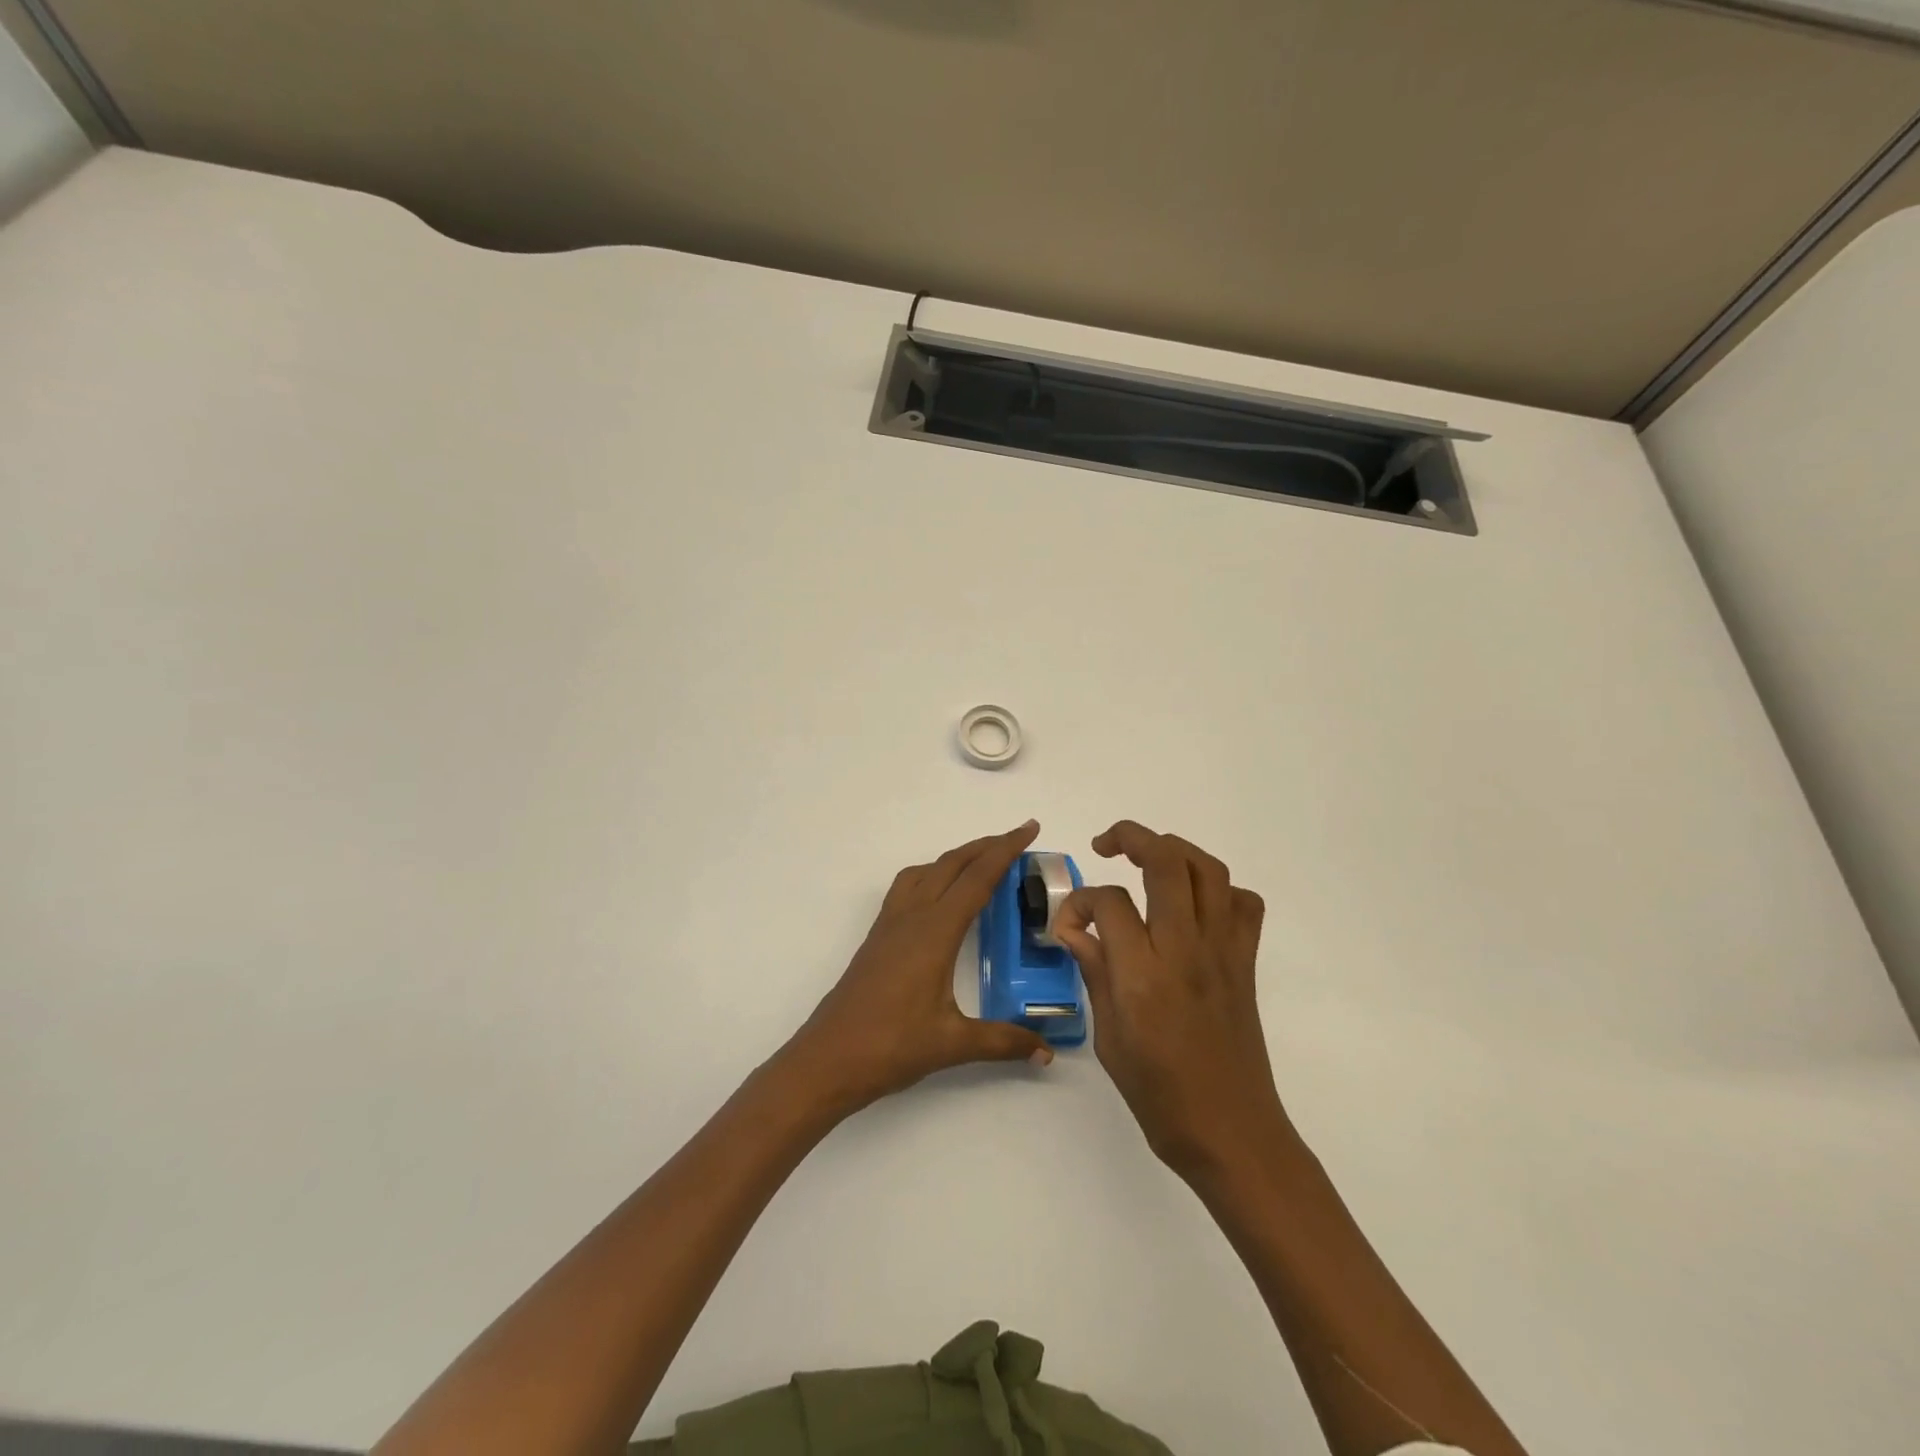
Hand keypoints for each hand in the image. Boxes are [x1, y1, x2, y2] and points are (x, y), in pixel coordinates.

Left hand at [780, 821, 1053, 1114]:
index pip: (977, 879)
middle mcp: (912, 916)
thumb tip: (1047, 1052)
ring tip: (982, 861)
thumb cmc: (890, 1046)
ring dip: (957, 858)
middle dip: (986, 845)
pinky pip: (908, 888)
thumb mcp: (953, 1044)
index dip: (1005, 850)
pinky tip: (941, 897)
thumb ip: (1003, 1041)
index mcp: (935, 931)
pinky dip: (932, 875)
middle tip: (1018, 838)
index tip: (1029, 828)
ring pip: (927, 871)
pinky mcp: (878, 937)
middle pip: (952, 864)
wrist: (828, 1058)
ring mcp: (890, 924)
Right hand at [1054, 820, 1285, 1179]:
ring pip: (1208, 870)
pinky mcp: (1246, 962)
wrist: (1231, 1132)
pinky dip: (1219, 890)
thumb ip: (1095, 973)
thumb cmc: (1160, 1096)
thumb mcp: (1109, 1039)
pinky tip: (1193, 906)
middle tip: (1105, 845)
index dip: (1080, 903)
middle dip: (1131, 837)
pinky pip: (1243, 904)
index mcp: (1144, 975)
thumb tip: (1075, 930)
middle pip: (1166, 861)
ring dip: (1174, 850)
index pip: (1109, 902)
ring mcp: (1223, 951)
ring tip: (1147, 858)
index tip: (1069, 926)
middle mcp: (1186, 950)